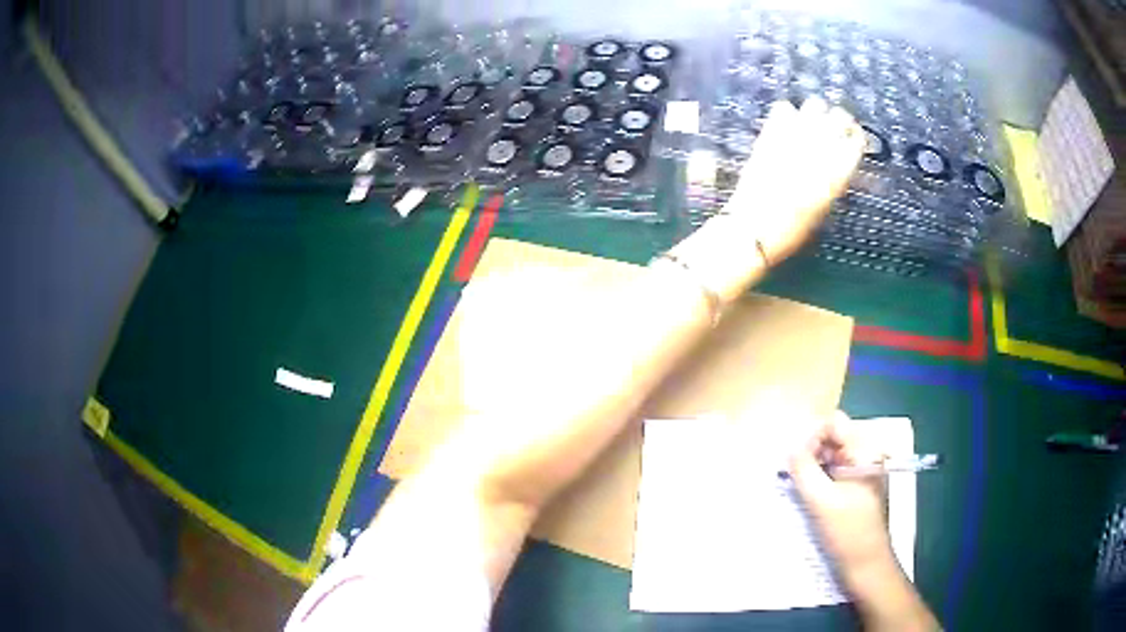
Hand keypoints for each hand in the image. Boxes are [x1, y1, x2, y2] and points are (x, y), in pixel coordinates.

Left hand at [725, 97, 864, 262]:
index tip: (852, 139)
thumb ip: (835, 180)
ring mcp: (795, 136)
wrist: (754, 227)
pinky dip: (788, 113)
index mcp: (839, 172)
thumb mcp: (824, 207)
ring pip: (815, 104)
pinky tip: (787, 124)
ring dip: (817, 111)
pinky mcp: (771, 131)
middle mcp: (822, 148)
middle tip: (834, 127)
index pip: (858, 140)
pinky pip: (784, 107)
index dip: (856, 138)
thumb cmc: (792, 228)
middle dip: (840, 120)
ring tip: (812, 122)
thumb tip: (839, 160)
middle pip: (841, 116)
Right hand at [788, 412, 895, 585]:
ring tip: (803, 490)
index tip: (798, 464)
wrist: (866, 564)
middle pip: (833, 437)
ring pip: (832, 455)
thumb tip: (789, 448)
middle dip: (812, 453)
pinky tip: (813, 497)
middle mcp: (867, 454)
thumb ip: (803, 470)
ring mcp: (863, 470)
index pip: (834, 423)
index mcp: (865, 450)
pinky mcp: (857, 486)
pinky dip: (821, 478)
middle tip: (797, 479)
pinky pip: (835, 470)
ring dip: (814, 467)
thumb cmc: (848, 531)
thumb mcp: (821, 500)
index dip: (812, 438)